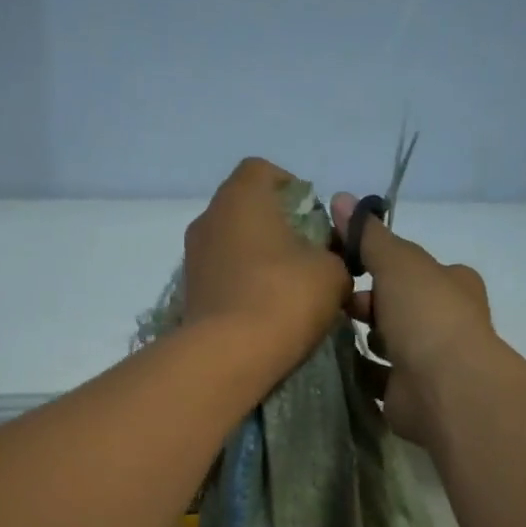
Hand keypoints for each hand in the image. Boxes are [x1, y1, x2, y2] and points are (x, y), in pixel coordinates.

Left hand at [183, 157, 351, 368]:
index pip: (264, 171)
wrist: (229, 356)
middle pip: (247, 210)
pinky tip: (264, 312)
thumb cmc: (284, 298)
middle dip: (277, 228)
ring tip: (286, 290)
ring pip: (233, 245)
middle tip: (306, 257)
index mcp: (241, 196)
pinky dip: (242, 285)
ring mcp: (193, 257)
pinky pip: (222, 276)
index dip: (293, 189)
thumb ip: (335, 255)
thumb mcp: (333, 273)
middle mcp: (209, 217)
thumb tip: (326, 261)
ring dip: (258, 259)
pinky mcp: (190, 292)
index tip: (314, 221)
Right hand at [329, 192, 494, 446]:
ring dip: (360, 339)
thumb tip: (339, 197)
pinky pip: (376, 378)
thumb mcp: (397, 262)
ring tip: (324, 332)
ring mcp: (428, 363)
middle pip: (397, 306)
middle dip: (365, 303)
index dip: (380, 264)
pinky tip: (331, 364)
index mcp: (452, 285)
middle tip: (334, 303)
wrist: (445, 387)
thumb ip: (368, 235)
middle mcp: (444, 322)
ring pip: (387, 344)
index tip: (345, 263)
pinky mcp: (408, 396)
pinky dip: (356, 371)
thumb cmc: (427, 314)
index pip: (412, 268)